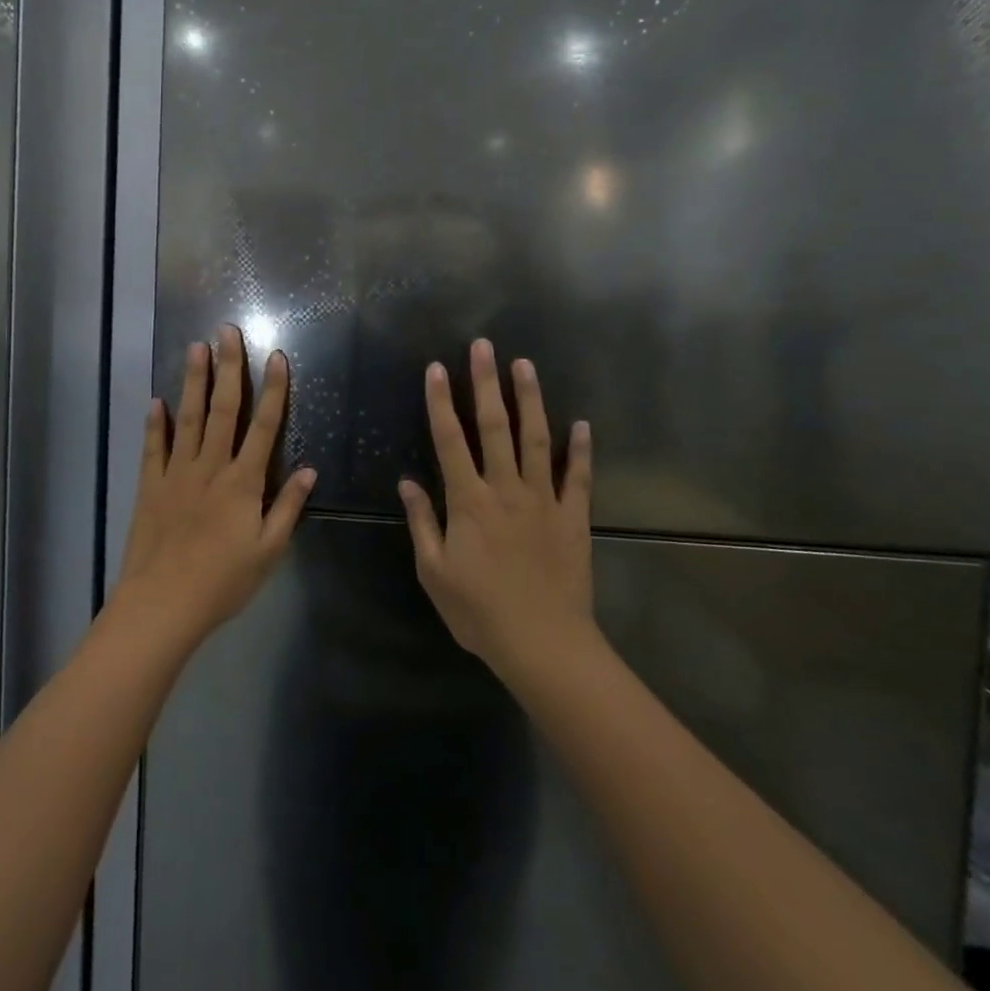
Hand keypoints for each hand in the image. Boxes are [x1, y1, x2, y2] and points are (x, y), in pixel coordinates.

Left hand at [116, 325, 315, 645]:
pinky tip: (156, 400)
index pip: (264, 426)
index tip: (276, 356)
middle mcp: (211, 467)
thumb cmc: (223, 582)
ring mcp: (177, 473)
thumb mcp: (268, 551)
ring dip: (193, 381)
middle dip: (228, 368)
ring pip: (188, 418)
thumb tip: (309, 469)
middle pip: (223, 410)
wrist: (162, 605)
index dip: (273, 390)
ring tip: (195, 347)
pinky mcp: (151, 486)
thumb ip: (288, 507)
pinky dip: (155, 423)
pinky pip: (154, 448)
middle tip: (227, 331)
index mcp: (243, 482)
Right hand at [398, 339, 594, 679]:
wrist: (544, 644)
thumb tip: (407, 483)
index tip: (435, 368)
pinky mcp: (574, 517)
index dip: (440, 402)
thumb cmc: (480, 612)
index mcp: (469, 501)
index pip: (449, 440)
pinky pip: (579, 477)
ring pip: (536, 439)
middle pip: (494, 426)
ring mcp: (544, 500)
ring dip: (530, 400)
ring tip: (525, 365)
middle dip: (486, 383)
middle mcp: (506, 489)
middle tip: (484, 346)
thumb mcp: (435, 572)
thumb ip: (423, 523)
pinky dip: (582, 450)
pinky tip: (582, 424)